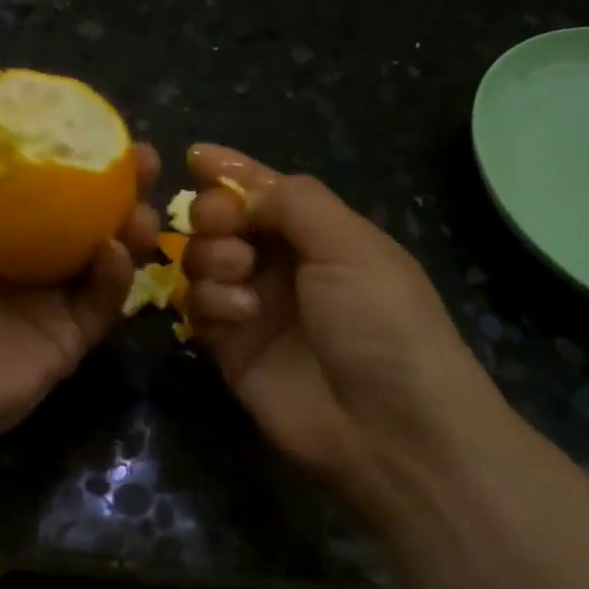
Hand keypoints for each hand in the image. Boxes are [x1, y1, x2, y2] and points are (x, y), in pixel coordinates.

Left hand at [0, 60, 159, 468]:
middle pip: (86, 211)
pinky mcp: (69, 340)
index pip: (43, 174)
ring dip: (133, 225)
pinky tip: (118, 250)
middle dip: (121, 183)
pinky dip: (118, 274)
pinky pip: (105, 301)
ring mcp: (49, 300)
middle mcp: (23, 256)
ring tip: (144, 204)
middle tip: (144, 159)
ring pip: (107, 254)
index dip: (75, 145)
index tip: (102, 120)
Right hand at [182, 145, 506, 514]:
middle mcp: (284, 264)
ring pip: (203, 260)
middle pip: (224, 220)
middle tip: (224, 225)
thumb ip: (292, 201)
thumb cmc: (382, 322)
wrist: (392, 432)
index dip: (232, 172)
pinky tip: (239, 316)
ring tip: (239, 274)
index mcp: (321, 233)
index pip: (266, 189)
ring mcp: (255, 306)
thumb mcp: (350, 245)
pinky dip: (210, 302)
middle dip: (215, 214)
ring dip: (212, 257)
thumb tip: (237, 185)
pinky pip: (198, 307)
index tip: (196, 157)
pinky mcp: (231, 348)